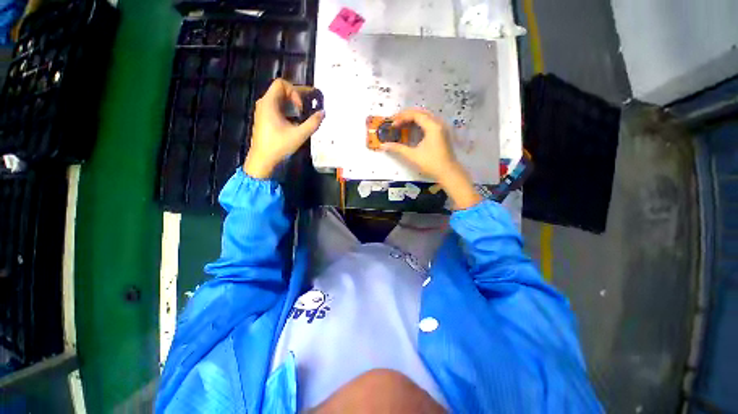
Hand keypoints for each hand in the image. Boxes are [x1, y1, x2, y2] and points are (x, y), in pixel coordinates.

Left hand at [244, 79, 324, 177]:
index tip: (301, 108)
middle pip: (281, 90)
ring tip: (305, 113)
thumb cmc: (279, 145)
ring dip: (293, 103)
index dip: (294, 92)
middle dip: (297, 96)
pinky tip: (296, 121)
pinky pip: (277, 107)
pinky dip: (288, 110)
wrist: (262, 159)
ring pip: (280, 99)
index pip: (282, 84)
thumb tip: (323, 113)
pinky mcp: (265, 118)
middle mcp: (264, 103)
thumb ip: (312, 123)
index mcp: (269, 103)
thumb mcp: (299, 135)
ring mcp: (263, 111)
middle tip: (310, 104)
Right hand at [381, 108, 481, 209]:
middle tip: (395, 121)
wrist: (448, 172)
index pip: (415, 114)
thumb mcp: (412, 156)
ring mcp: (441, 127)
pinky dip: (419, 123)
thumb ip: (398, 148)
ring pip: (425, 116)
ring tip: (401, 123)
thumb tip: (383, 146)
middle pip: (420, 112)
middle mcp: (438, 123)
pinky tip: (412, 129)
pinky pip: (429, 122)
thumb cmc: (431, 164)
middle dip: (406, 115)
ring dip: (412, 118)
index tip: (392, 124)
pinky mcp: (442, 133)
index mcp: (432, 126)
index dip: (402, 117)